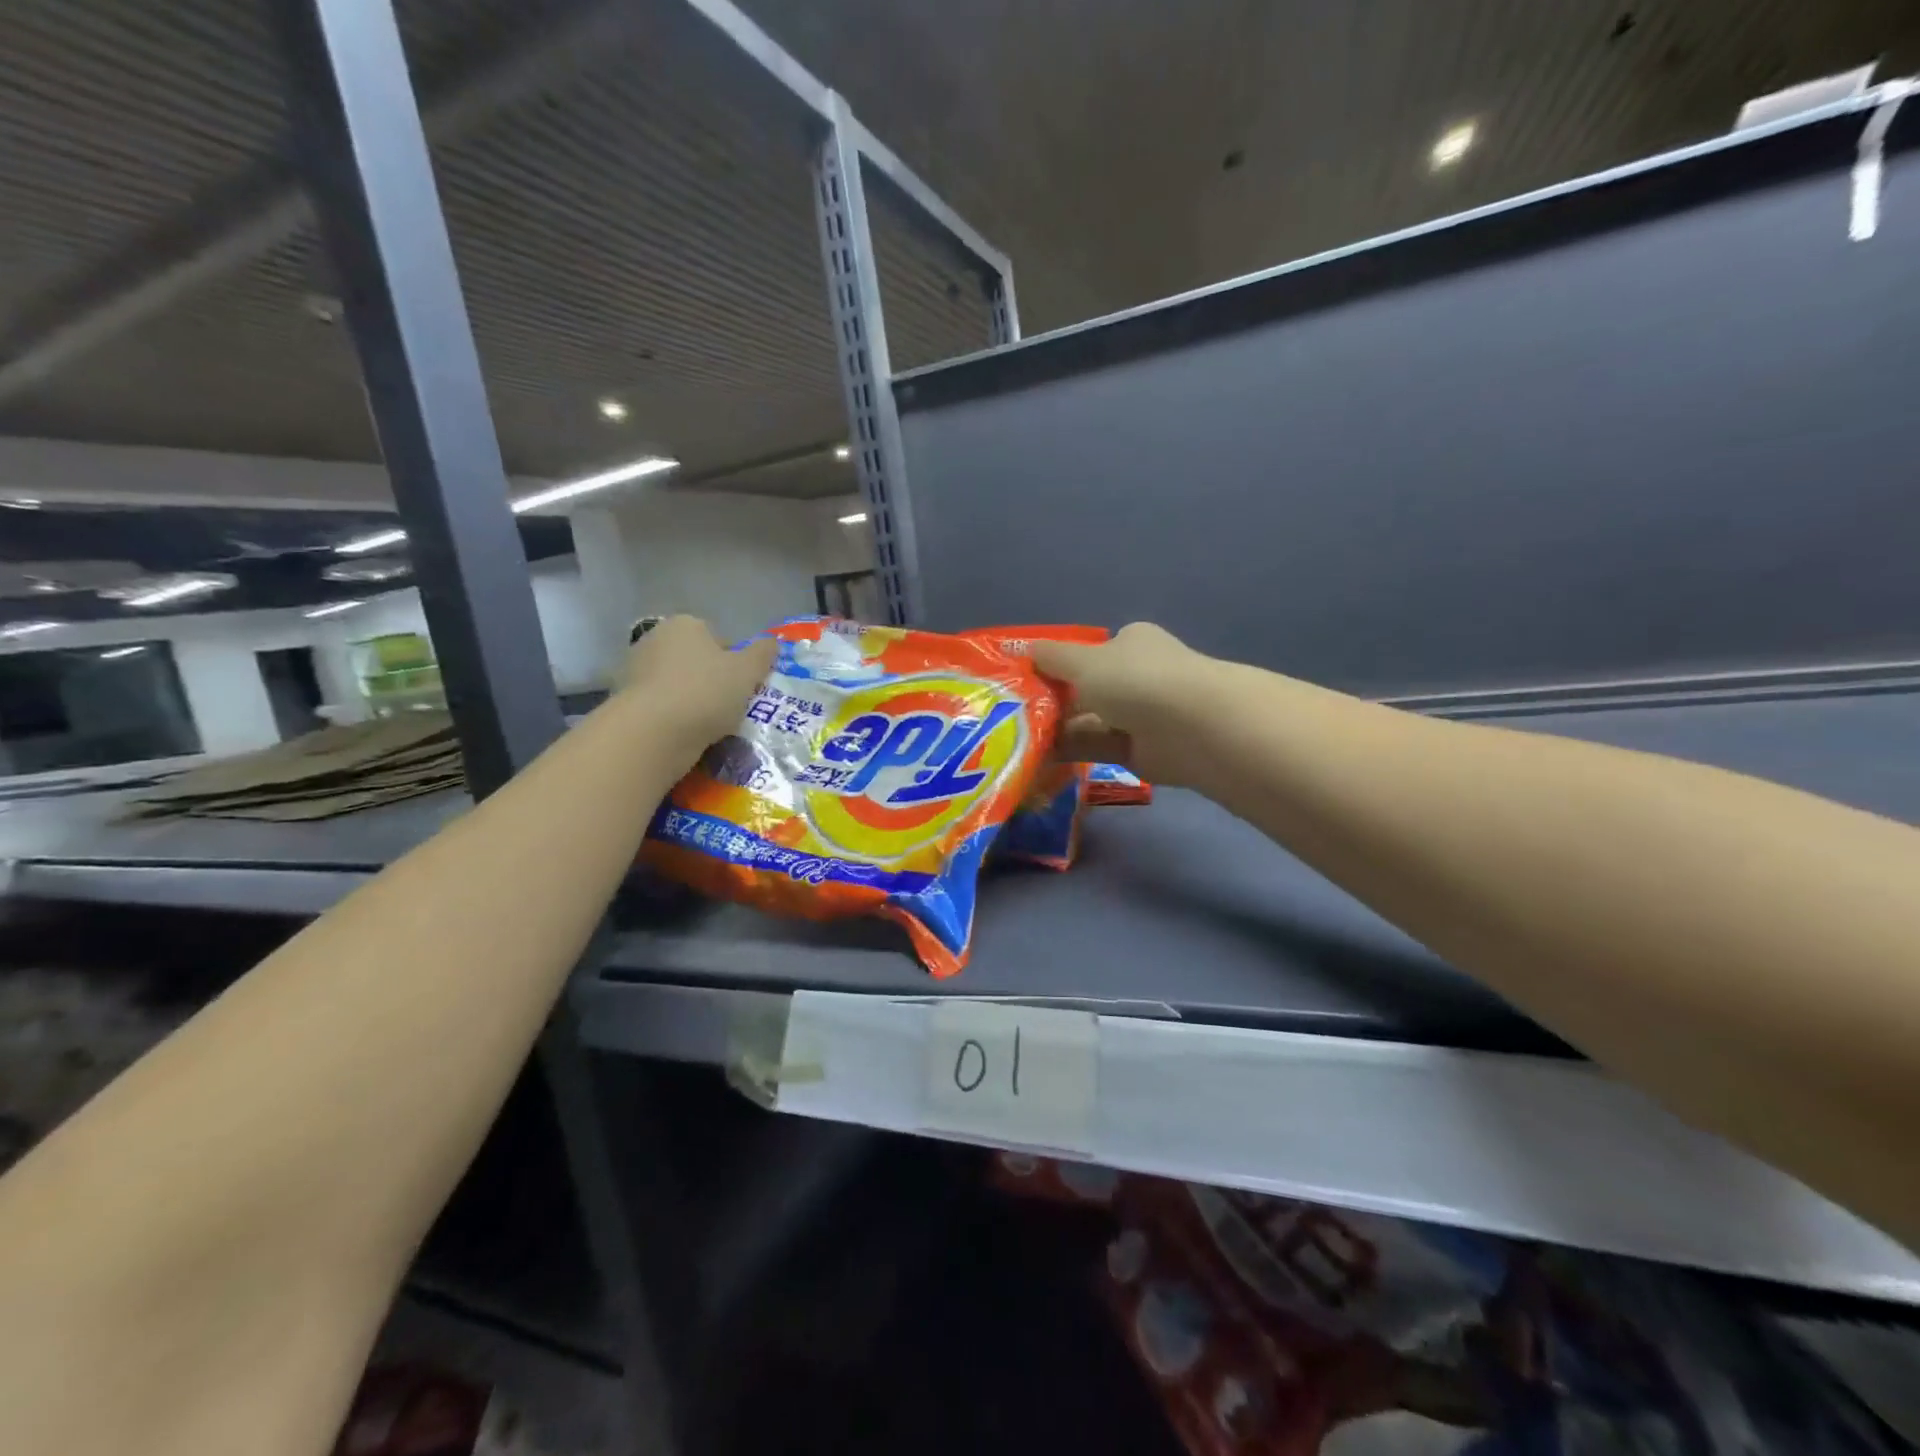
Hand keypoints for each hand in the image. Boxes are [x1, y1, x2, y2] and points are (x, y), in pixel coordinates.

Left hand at [618, 615, 776, 754]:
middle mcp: (655, 639)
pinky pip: (663, 708)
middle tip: (731, 708)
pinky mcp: (626, 702)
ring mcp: (635, 671)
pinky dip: (675, 719)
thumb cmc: (705, 692)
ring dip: (694, 702)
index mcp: (685, 624)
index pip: (720, 640)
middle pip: (697, 662)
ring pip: (679, 686)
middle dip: (713, 682)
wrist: (652, 733)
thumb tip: (772, 642)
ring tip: (711, 727)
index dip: (736, 664)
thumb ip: (763, 654)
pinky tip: (688, 736)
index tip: (744, 688)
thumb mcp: (747, 671)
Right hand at [1030, 622, 1219, 787]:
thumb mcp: (1084, 661)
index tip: (1022, 681)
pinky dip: (1069, 751)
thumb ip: (1052, 657)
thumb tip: (1026, 650)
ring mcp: (1139, 715)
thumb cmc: (1135, 679)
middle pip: (1085, 689)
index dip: (1055, 665)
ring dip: (1056, 729)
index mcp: (1130, 643)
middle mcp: (1136, 676)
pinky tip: (1036, 756)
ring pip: (1088, 721)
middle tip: (1011, 715)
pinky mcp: (1138, 751)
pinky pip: (1096, 748)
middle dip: (1052, 702)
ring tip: (1015, 738)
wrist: (1191, 728)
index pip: (1087, 653)